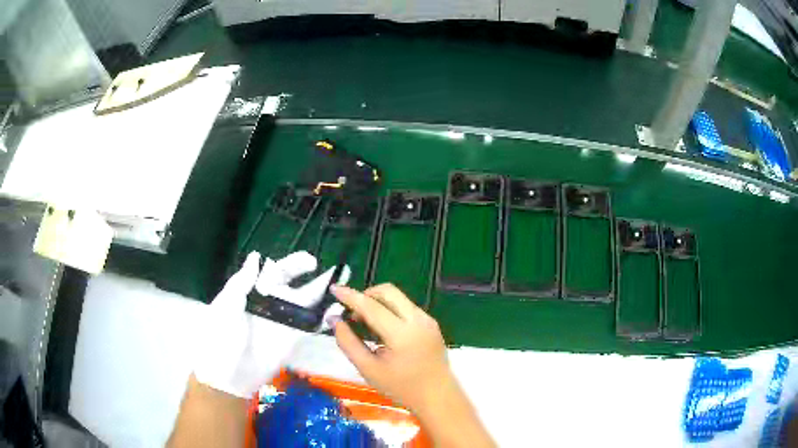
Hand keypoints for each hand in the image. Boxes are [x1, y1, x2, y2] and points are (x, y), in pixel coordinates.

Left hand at [193, 251, 349, 397]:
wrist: (227, 373)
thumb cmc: (221, 334)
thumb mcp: (226, 304)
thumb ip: (242, 281)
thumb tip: (257, 256)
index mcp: (253, 292)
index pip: (276, 272)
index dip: (292, 264)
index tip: (309, 260)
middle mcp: (270, 303)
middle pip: (294, 284)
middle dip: (311, 275)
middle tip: (330, 268)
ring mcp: (283, 322)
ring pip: (306, 303)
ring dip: (323, 293)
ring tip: (341, 282)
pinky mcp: (293, 339)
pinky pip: (310, 325)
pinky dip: (324, 317)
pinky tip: (337, 307)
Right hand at [330, 283, 450, 410]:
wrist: (437, 397)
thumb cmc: (401, 387)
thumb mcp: (368, 369)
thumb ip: (348, 343)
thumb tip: (334, 320)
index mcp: (402, 334)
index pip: (371, 306)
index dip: (350, 296)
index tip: (334, 289)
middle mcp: (418, 320)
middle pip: (388, 291)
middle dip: (366, 295)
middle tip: (352, 313)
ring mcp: (427, 320)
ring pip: (398, 297)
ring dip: (378, 302)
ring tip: (366, 324)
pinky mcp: (431, 323)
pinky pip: (406, 307)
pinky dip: (390, 310)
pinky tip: (384, 330)